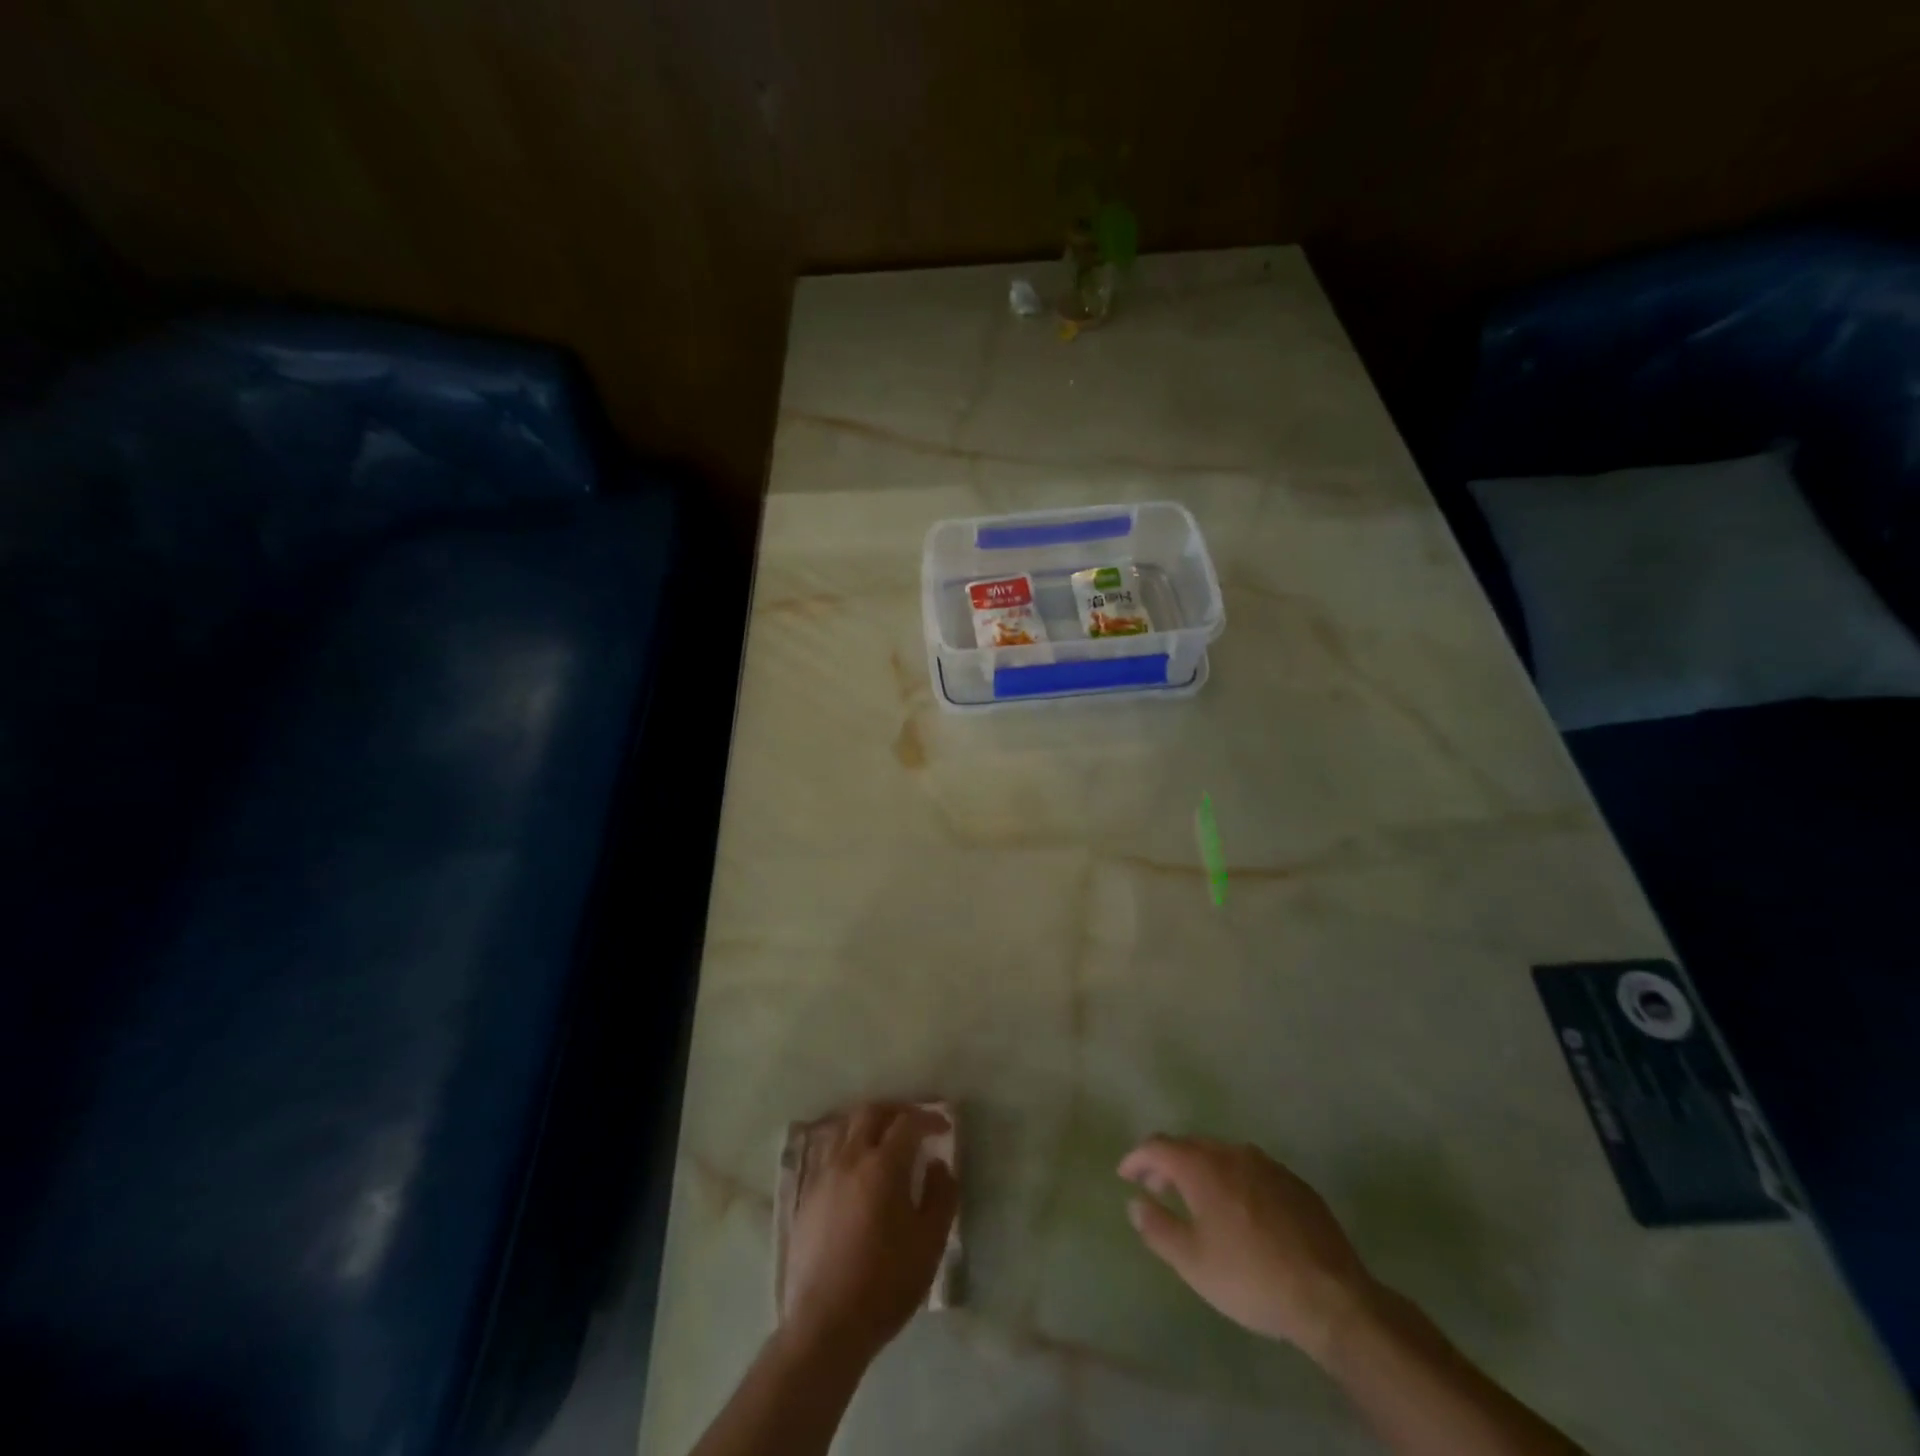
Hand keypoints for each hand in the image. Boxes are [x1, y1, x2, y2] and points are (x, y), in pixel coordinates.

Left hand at [781, 1103, 957, 1365]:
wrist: (826, 1324)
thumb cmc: (886, 1283)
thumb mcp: (930, 1243)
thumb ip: (941, 1196)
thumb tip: (939, 1164)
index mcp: (883, 1165)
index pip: (908, 1123)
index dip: (929, 1118)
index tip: (944, 1126)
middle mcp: (850, 1158)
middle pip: (872, 1112)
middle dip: (896, 1110)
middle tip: (914, 1123)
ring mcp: (824, 1175)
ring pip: (845, 1127)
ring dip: (868, 1122)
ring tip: (883, 1137)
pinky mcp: (807, 1195)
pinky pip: (827, 1151)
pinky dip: (846, 1143)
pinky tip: (855, 1164)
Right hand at [1118, 1135, 1375, 1361]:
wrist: (1331, 1296)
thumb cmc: (1251, 1278)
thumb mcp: (1193, 1263)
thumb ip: (1158, 1228)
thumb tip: (1135, 1202)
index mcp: (1202, 1166)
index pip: (1158, 1146)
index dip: (1137, 1158)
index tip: (1125, 1175)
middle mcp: (1231, 1152)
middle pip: (1190, 1145)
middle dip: (1168, 1163)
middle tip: (1157, 1188)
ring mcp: (1266, 1164)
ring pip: (1222, 1155)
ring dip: (1201, 1169)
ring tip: (1196, 1199)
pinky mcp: (1293, 1182)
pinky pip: (1250, 1170)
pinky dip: (1233, 1180)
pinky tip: (1239, 1211)